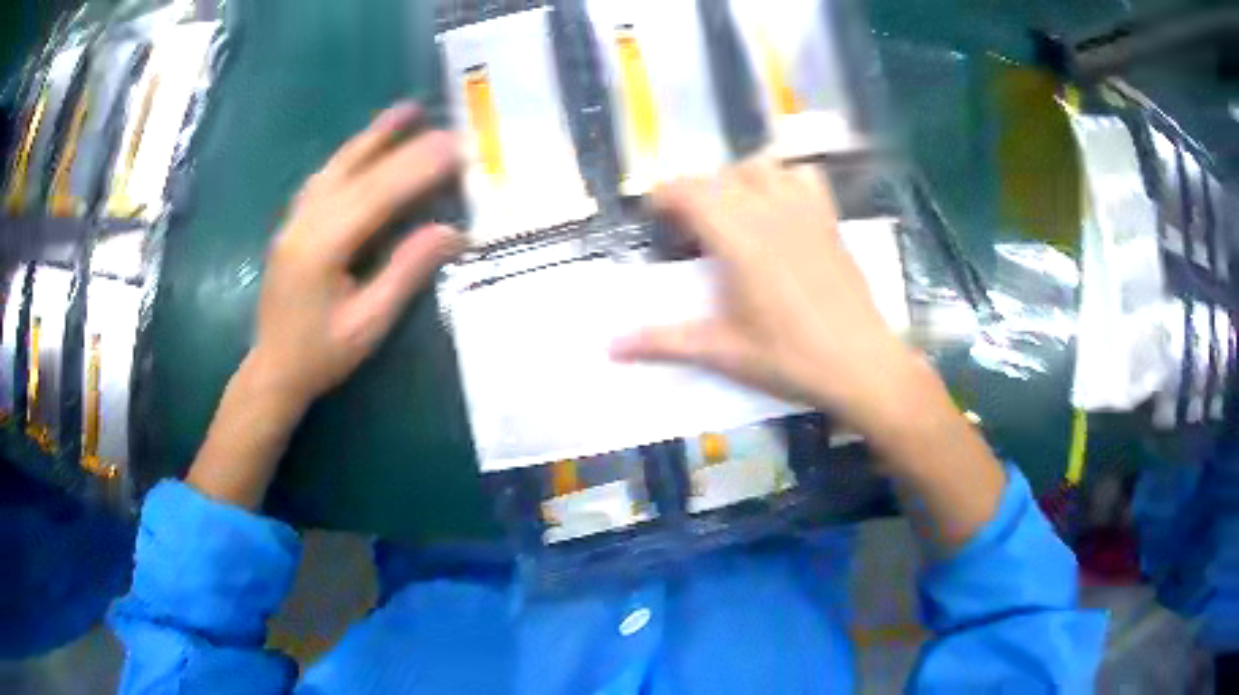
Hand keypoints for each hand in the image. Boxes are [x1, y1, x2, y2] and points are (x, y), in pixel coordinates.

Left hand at [253, 102, 463, 406]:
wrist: (273, 370)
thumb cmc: (321, 354)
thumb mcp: (369, 323)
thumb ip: (405, 271)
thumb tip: (451, 231)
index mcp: (322, 249)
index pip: (376, 195)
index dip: (418, 168)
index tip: (455, 147)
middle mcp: (304, 223)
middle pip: (359, 173)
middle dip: (405, 147)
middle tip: (445, 128)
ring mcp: (294, 220)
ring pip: (335, 166)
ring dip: (372, 137)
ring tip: (405, 111)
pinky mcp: (292, 224)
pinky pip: (323, 179)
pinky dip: (349, 155)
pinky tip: (366, 145)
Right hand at [612, 159, 915, 431]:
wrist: (859, 363)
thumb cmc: (789, 358)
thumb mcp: (722, 351)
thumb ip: (663, 342)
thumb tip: (610, 347)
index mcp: (736, 238)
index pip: (687, 190)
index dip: (663, 195)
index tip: (655, 218)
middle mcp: (767, 212)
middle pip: (718, 176)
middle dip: (694, 193)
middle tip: (688, 230)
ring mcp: (803, 211)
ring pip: (761, 167)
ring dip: (736, 179)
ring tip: (732, 212)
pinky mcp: (829, 220)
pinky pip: (804, 176)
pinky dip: (785, 179)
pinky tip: (780, 208)